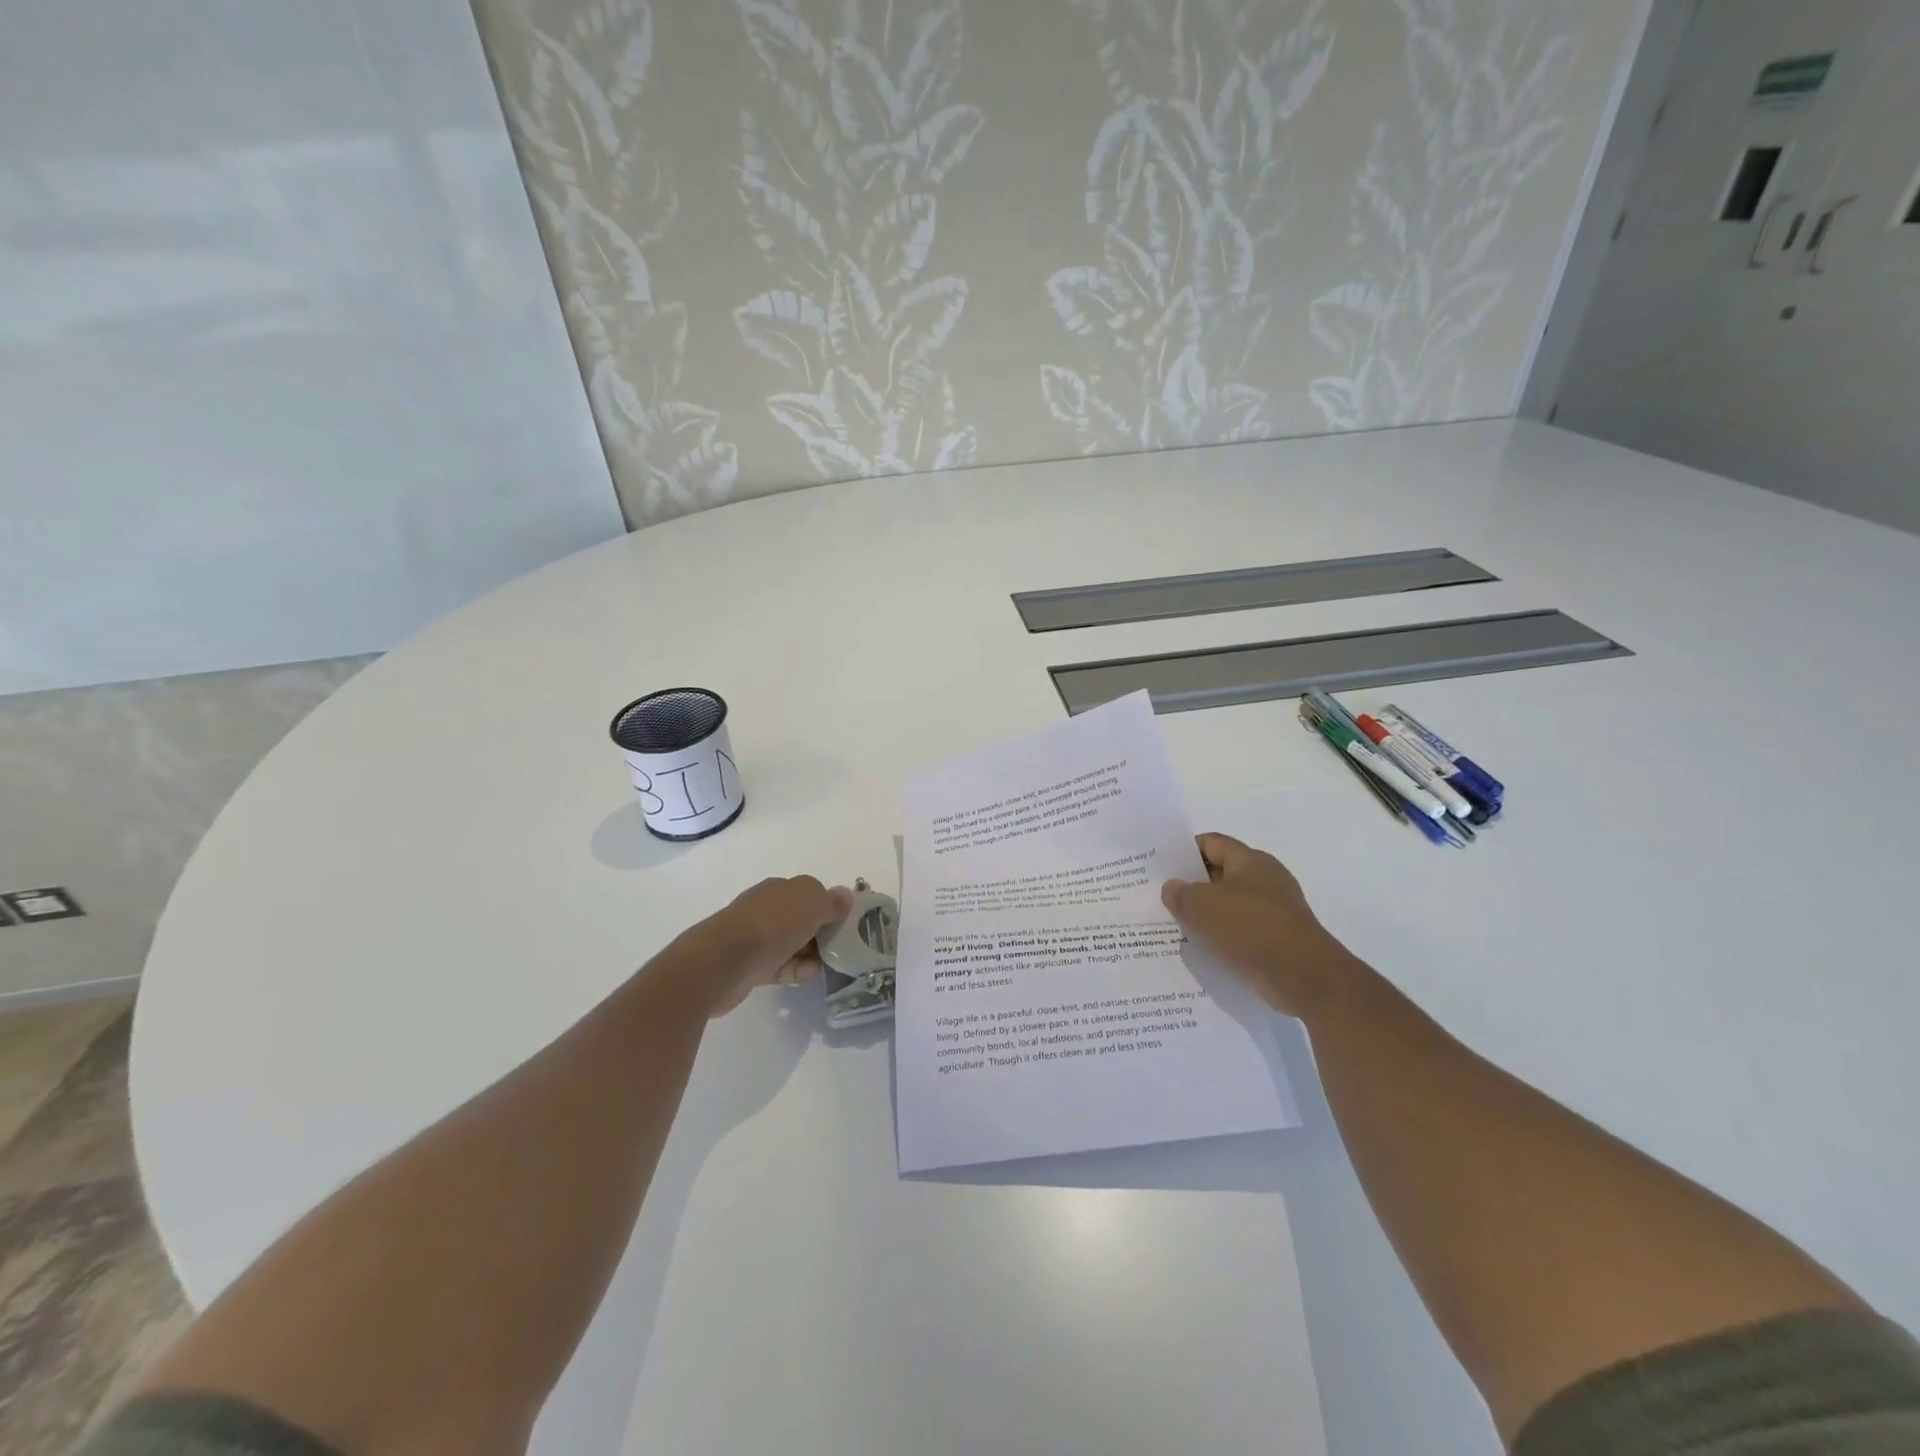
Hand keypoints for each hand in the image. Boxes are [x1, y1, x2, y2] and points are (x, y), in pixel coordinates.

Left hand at [671, 876, 854, 1017]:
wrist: (723, 961)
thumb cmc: (772, 924)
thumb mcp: (812, 903)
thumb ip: (832, 901)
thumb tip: (845, 896)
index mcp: (781, 888)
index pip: (812, 894)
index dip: (831, 908)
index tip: (848, 925)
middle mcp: (767, 908)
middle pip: (803, 919)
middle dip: (822, 933)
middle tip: (841, 948)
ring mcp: (756, 937)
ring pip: (792, 944)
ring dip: (811, 954)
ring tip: (828, 966)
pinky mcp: (750, 965)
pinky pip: (781, 966)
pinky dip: (796, 970)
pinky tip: (808, 975)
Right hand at [1162, 834, 1357, 1018]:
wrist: (1304, 978)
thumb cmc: (1251, 928)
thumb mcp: (1203, 906)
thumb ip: (1182, 894)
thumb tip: (1172, 888)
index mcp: (1251, 861)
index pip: (1212, 843)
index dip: (1185, 850)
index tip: (1161, 866)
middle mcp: (1266, 880)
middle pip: (1220, 874)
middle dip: (1192, 885)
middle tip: (1162, 896)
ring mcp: (1274, 911)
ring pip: (1229, 905)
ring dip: (1206, 914)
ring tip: (1175, 924)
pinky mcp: (1277, 940)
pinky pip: (1241, 931)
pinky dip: (1222, 936)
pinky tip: (1200, 948)